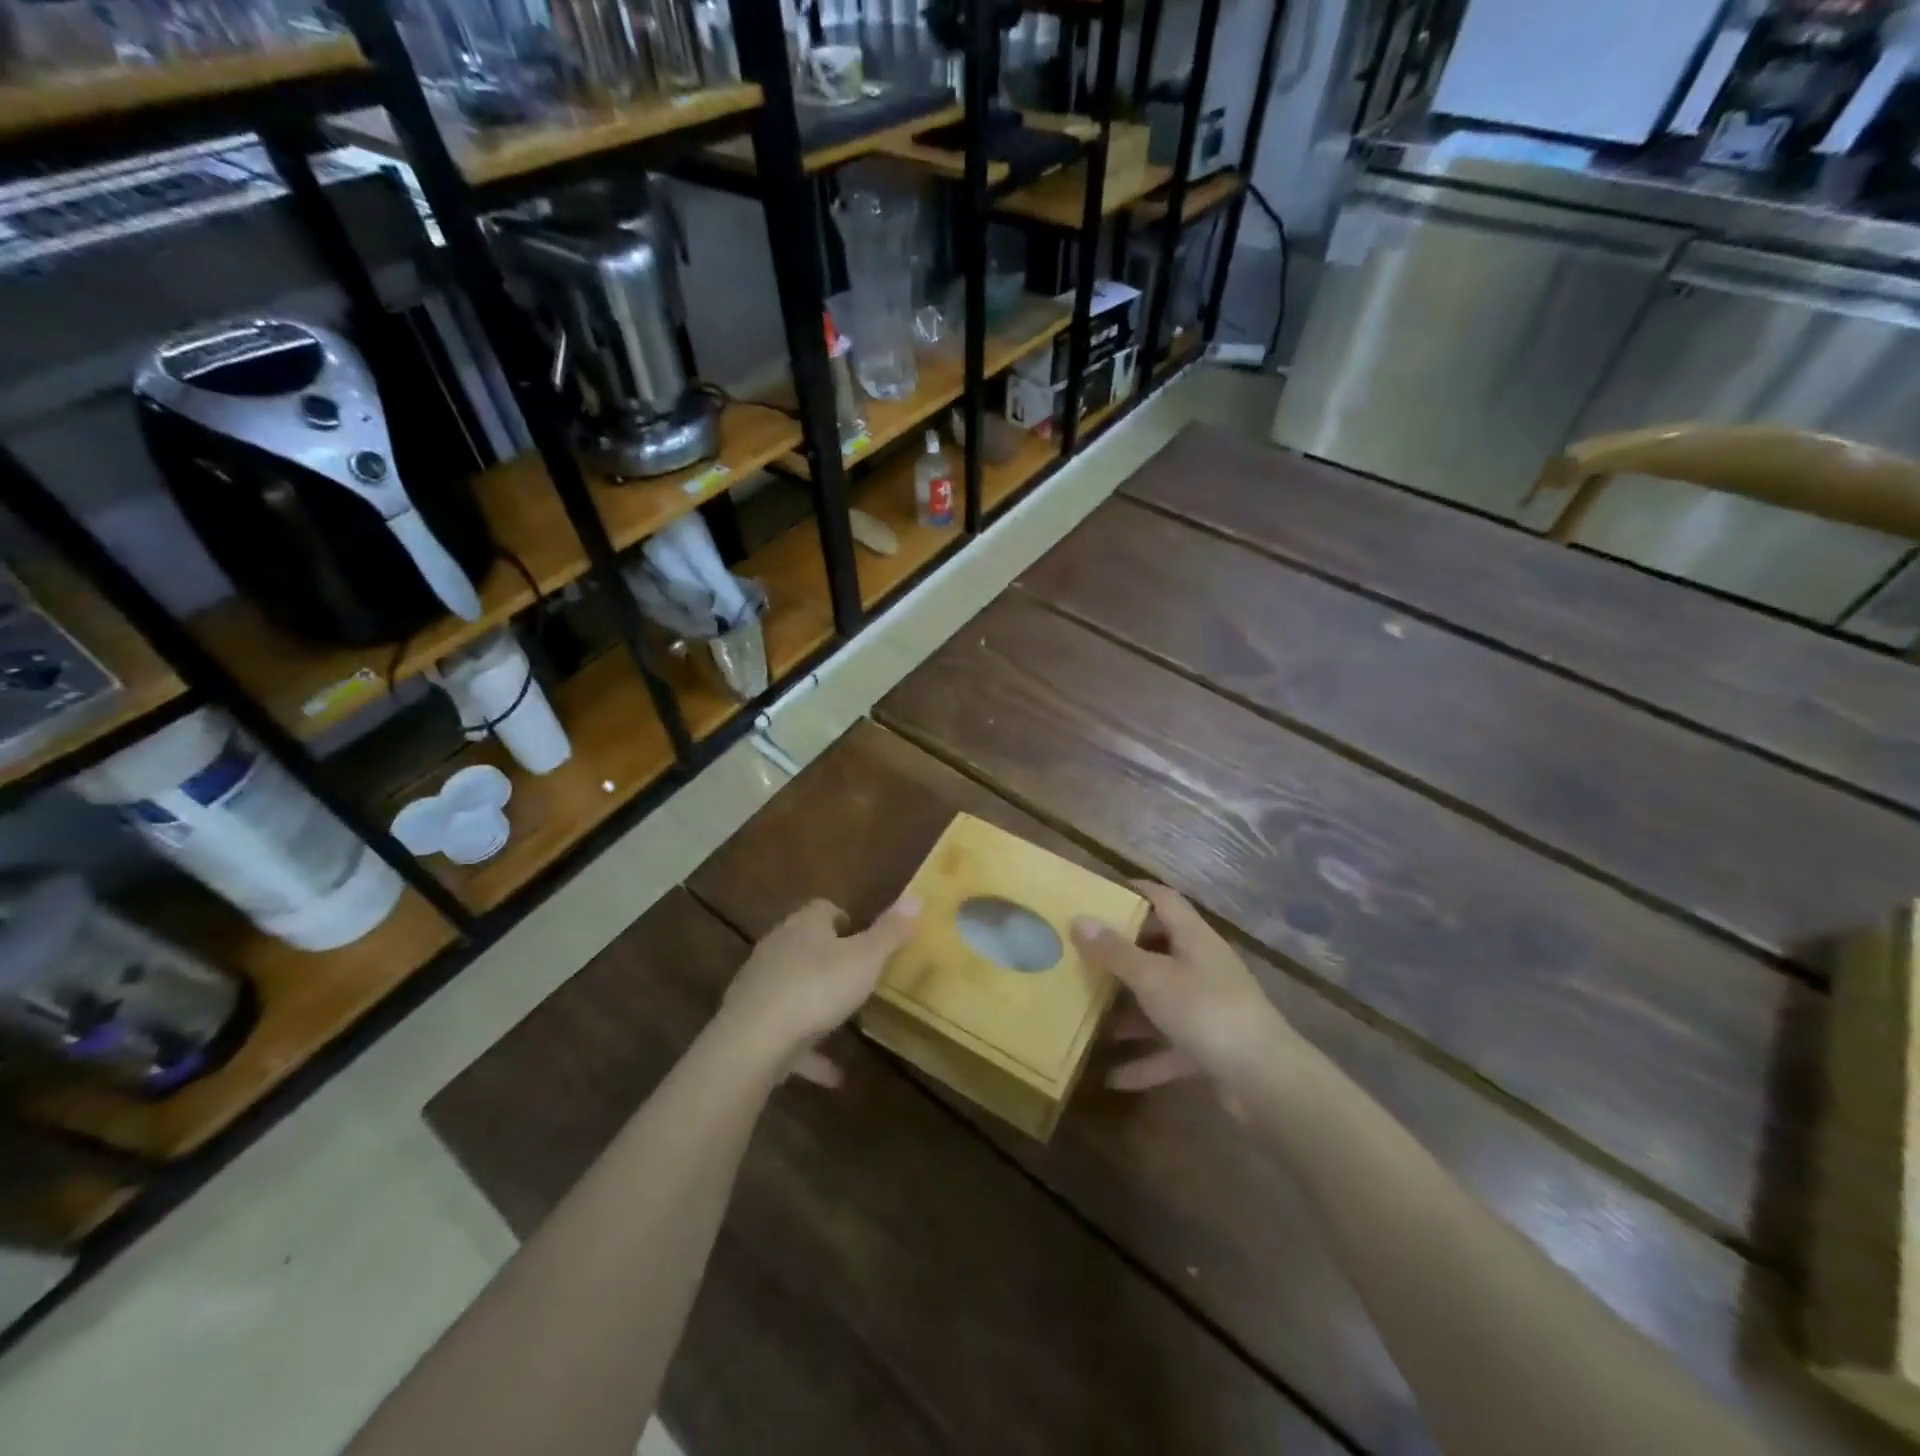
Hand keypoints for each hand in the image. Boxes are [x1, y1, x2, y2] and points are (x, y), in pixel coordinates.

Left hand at [721, 896, 919, 1086]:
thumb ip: (890, 932)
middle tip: (857, 974)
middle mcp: (778, 947)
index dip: (844, 919)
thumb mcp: (865, 959)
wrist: (752, 1041)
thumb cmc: (816, 989)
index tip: (863, 935)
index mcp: (805, 926)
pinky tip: (833, 1075)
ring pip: (793, 987)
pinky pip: (786, 1033)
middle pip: (805, 944)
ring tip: (844, 1023)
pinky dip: (807, 1049)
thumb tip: (916, 897)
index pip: (823, 909)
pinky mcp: (750, 1023)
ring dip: (816, 1002)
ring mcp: (760, 985)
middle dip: (828, 957)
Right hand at [1073, 882, 1293, 1092]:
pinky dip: (1144, 1059)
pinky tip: (1112, 1076)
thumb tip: (1080, 919)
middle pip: (1159, 949)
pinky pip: (1169, 1047)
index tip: (1099, 893)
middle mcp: (1203, 967)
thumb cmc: (1206, 1011)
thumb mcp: (1153, 978)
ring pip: (1161, 1000)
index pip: (1164, 900)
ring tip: (1088, 1012)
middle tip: (1081, 954)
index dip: (1135, 891)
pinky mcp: (1210, 1047)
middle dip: (1122, 954)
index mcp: (1194, 939)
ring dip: (1129, 1009)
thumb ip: (1115, 952)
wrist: (1265, 1080)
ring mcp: (1209, 1008)